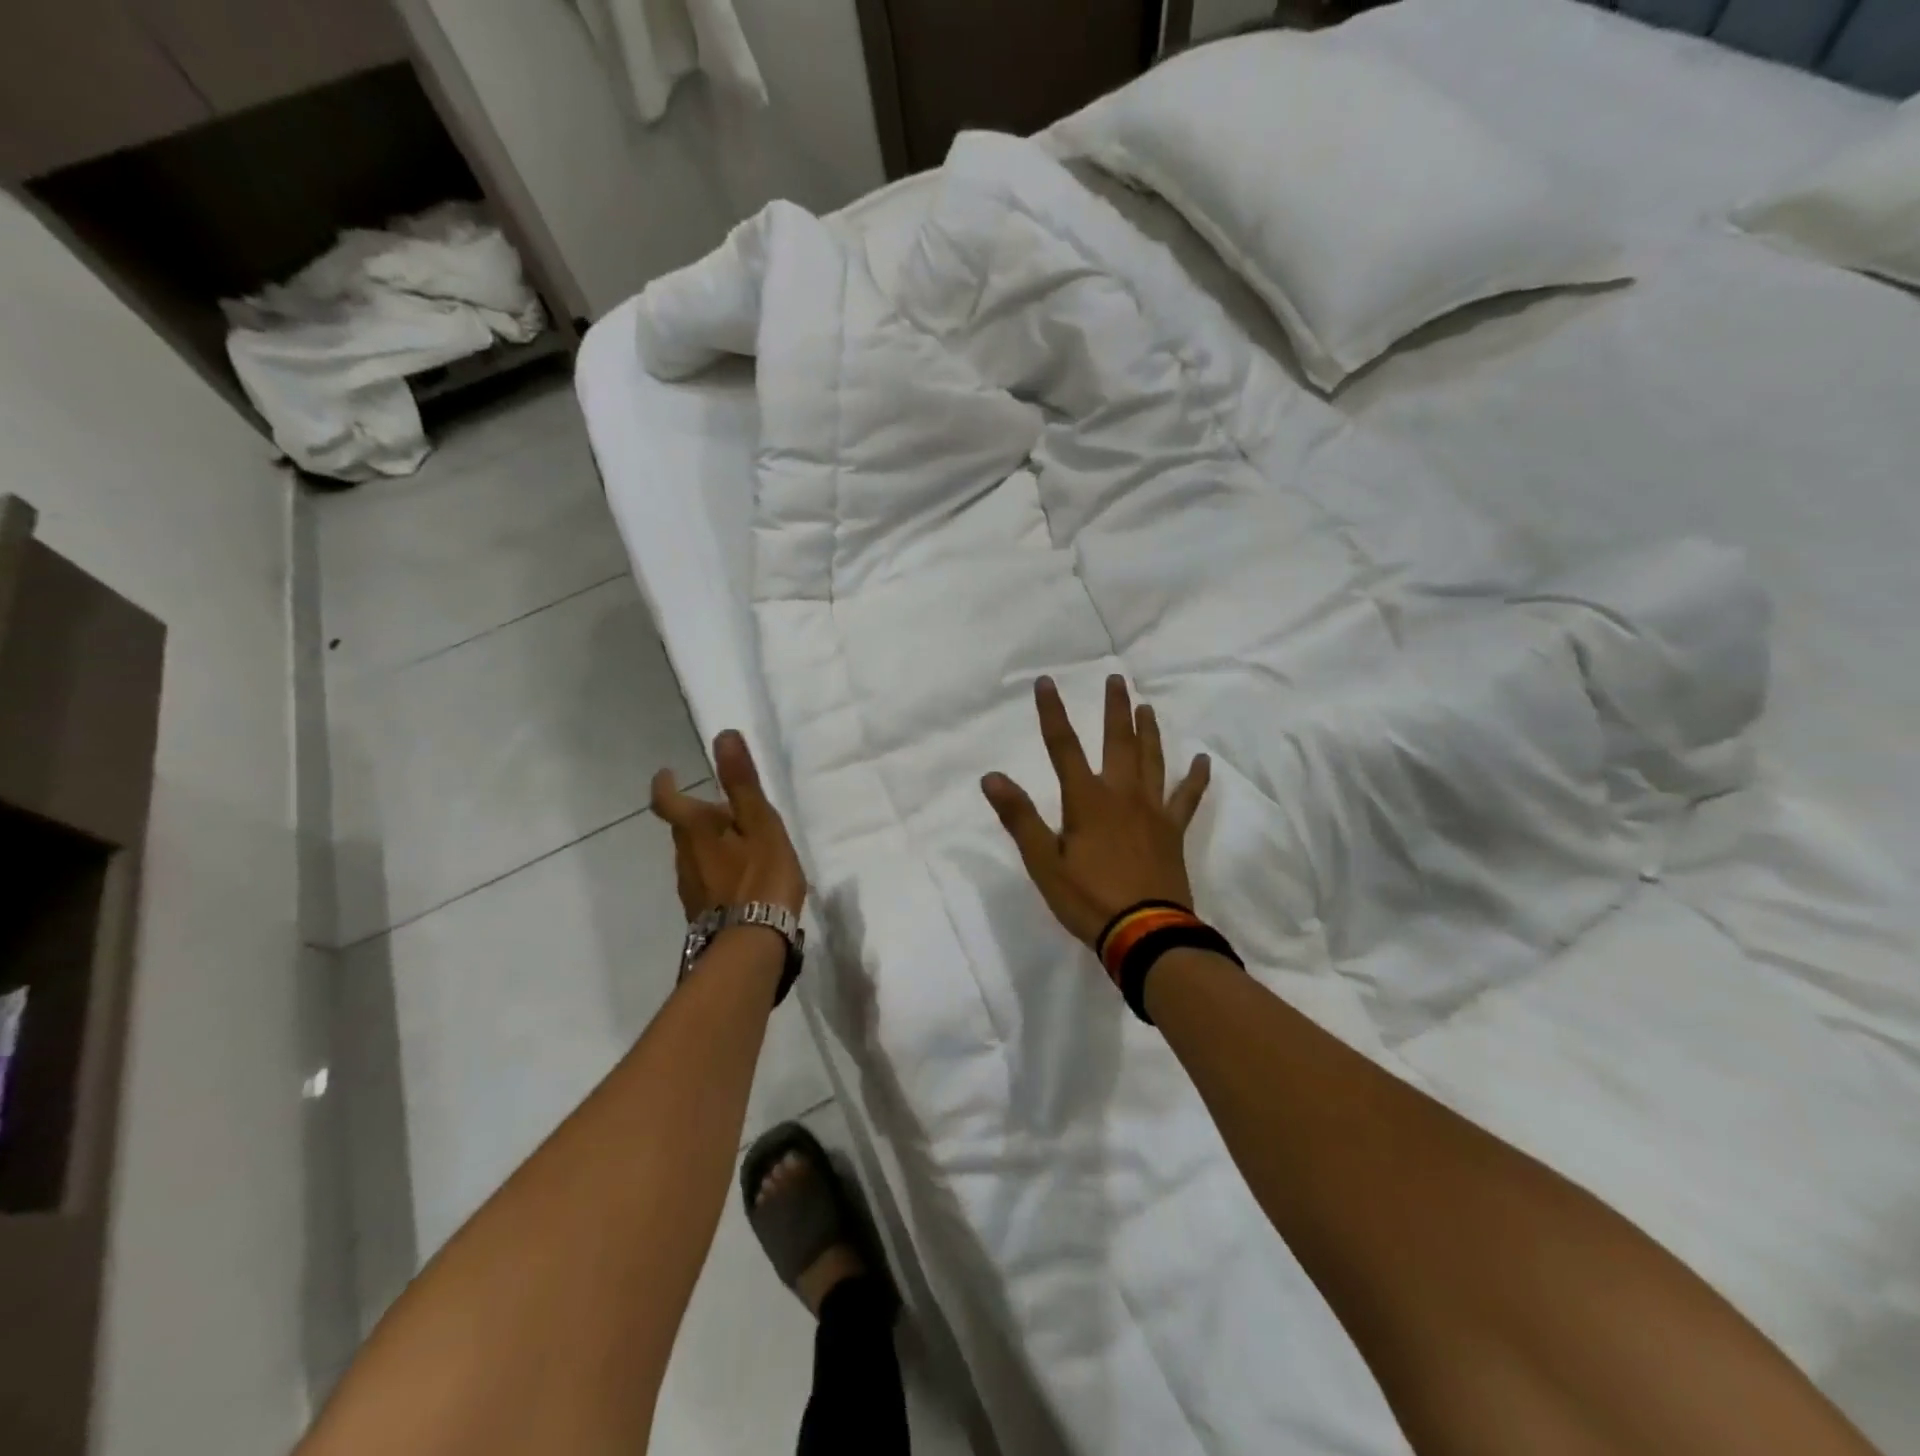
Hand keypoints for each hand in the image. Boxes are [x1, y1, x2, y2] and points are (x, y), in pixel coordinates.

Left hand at [651, 730, 806, 920]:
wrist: (752, 944)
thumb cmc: (760, 877)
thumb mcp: (760, 822)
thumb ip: (741, 781)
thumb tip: (723, 735)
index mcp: (696, 829)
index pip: (667, 800)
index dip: (664, 785)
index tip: (667, 773)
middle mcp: (683, 856)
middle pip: (683, 828)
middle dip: (699, 814)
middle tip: (730, 810)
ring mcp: (689, 887)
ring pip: (693, 854)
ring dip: (710, 843)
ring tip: (742, 844)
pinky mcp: (701, 911)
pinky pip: (704, 879)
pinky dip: (717, 869)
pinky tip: (742, 879)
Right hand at [981, 675, 1210, 947]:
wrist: (1145, 933)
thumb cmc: (1087, 898)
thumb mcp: (1043, 862)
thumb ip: (1019, 817)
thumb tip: (991, 776)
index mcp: (1087, 800)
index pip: (1063, 746)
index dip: (1052, 712)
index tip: (1046, 682)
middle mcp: (1122, 794)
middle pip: (1118, 741)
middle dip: (1114, 708)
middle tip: (1117, 678)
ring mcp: (1152, 810)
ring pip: (1152, 760)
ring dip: (1148, 731)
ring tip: (1147, 706)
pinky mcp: (1173, 831)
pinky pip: (1186, 797)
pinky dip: (1195, 778)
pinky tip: (1202, 760)